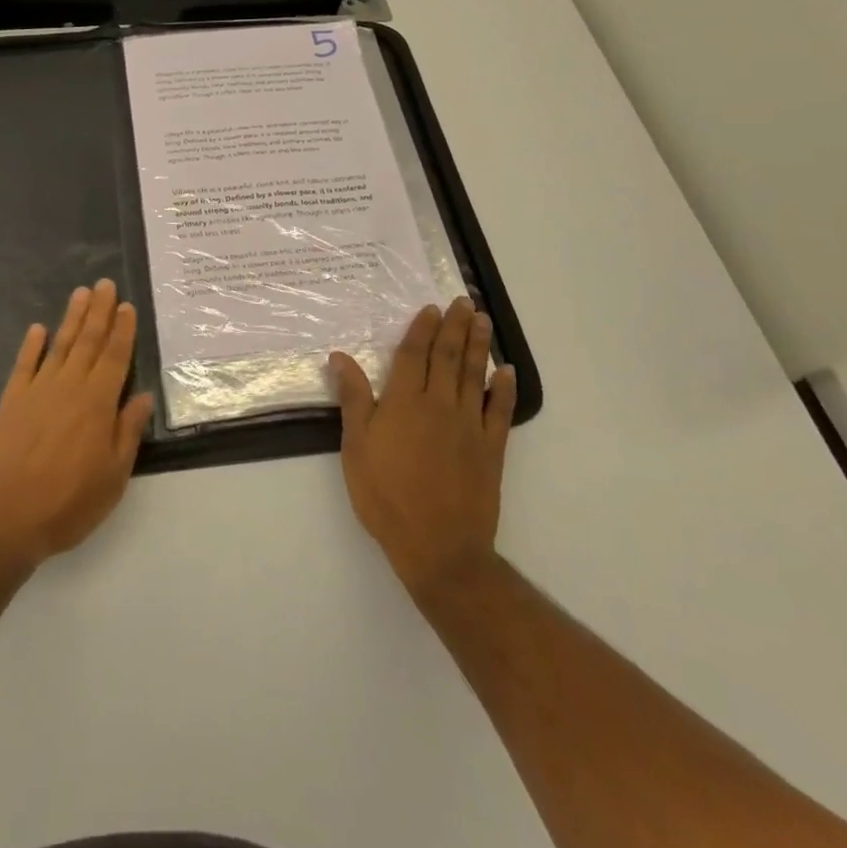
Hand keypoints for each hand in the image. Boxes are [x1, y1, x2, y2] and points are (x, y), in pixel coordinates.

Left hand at [0, 280, 155, 569]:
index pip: (115, 357)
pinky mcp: (10, 404)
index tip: (127, 305)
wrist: (2, 522)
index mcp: (97, 404)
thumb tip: (143, 396)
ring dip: (71, 318)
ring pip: (58, 346)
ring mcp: (36, 392)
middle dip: (99, 311)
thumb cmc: (67, 504)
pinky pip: (23, 366)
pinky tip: (37, 328)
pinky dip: (31, 346)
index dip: (123, 330)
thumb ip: (127, 432)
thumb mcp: (112, 477)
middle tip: (104, 283)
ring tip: (80, 293)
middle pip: (87, 342)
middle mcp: (68, 388)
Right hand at [331, 297, 516, 603]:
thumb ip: (352, 399)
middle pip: (448, 357)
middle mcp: (439, 405)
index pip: (414, 356)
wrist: (438, 546)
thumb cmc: (386, 495)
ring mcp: (469, 426)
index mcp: (404, 402)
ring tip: (482, 320)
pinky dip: (504, 389)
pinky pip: (500, 411)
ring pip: (474, 375)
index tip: (430, 308)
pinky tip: (506, 371)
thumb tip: (339, 356)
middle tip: (462, 301)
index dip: (421, 330)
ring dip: (478, 345)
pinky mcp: (491, 449)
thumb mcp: (356, 447)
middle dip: (454, 327)